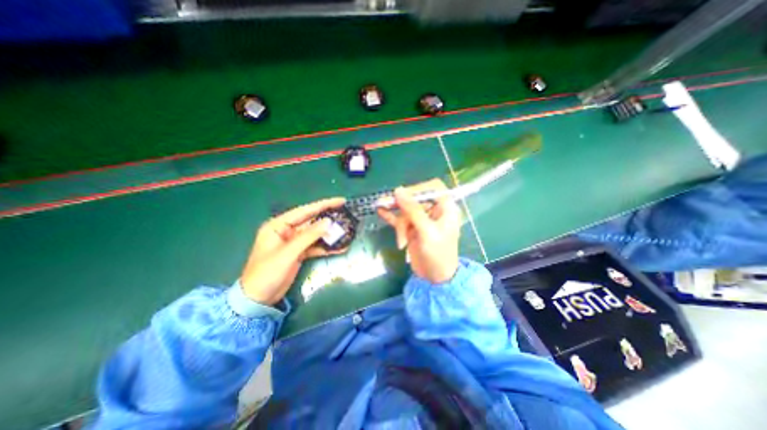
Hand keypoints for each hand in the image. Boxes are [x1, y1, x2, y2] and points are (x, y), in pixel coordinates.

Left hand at [240, 198, 346, 305]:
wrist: (258, 299)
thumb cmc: (267, 273)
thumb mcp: (288, 253)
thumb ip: (308, 236)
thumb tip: (328, 222)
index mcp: (278, 225)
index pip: (304, 211)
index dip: (323, 205)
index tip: (340, 201)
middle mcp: (286, 231)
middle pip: (311, 221)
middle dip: (328, 219)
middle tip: (346, 214)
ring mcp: (293, 242)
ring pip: (315, 234)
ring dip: (329, 234)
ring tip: (346, 230)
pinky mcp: (299, 253)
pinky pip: (315, 246)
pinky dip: (326, 247)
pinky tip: (339, 247)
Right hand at [377, 178, 460, 283]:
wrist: (434, 278)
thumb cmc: (438, 254)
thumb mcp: (427, 231)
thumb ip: (413, 210)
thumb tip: (398, 190)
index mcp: (445, 208)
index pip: (432, 188)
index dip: (418, 189)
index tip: (403, 194)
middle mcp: (433, 211)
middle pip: (415, 200)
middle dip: (405, 213)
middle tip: (396, 220)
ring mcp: (421, 219)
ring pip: (405, 211)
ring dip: (400, 225)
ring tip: (401, 241)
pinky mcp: (411, 227)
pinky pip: (399, 218)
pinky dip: (390, 216)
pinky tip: (380, 210)